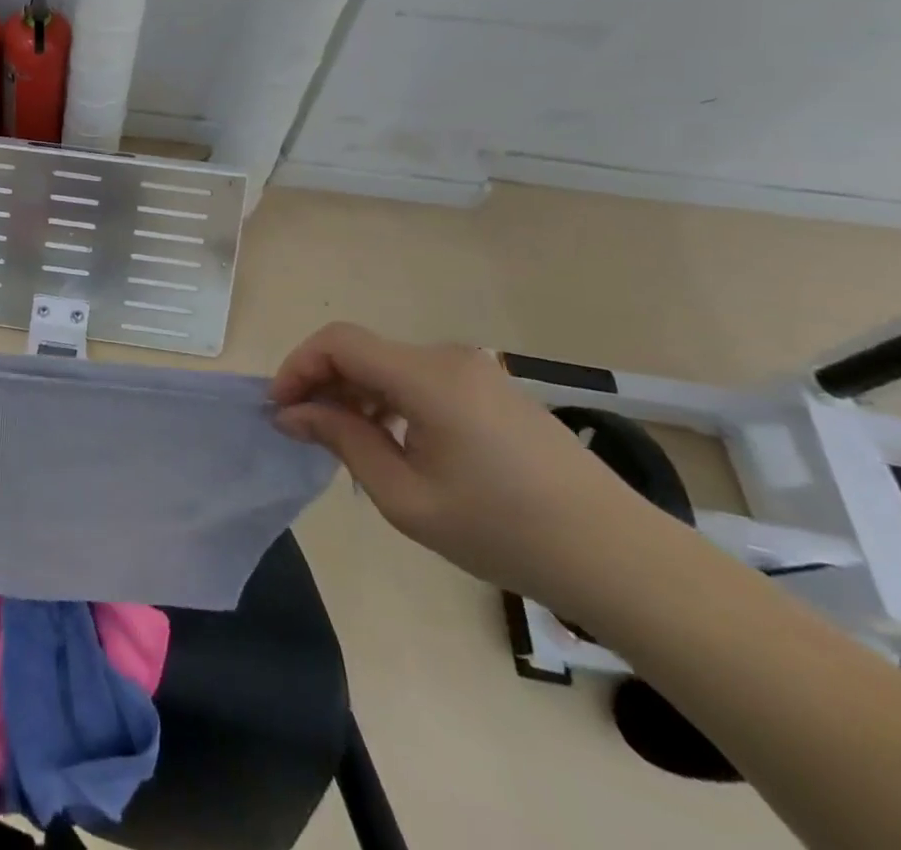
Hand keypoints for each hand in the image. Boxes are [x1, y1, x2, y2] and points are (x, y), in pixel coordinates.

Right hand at [270, 323, 671, 610]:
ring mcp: (476, 370)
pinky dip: (390, 399)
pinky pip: (421, 378)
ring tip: (344, 442)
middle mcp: (449, 357)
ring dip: (355, 393)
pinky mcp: (493, 388)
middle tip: (304, 430)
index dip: (299, 366)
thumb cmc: (504, 530)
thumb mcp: (406, 497)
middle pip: (363, 351)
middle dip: (323, 383)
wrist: (620, 558)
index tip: (280, 408)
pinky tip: (393, 442)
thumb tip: (293, 413)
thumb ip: (344, 441)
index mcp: (427, 376)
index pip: (339, 342)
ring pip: (390, 365)